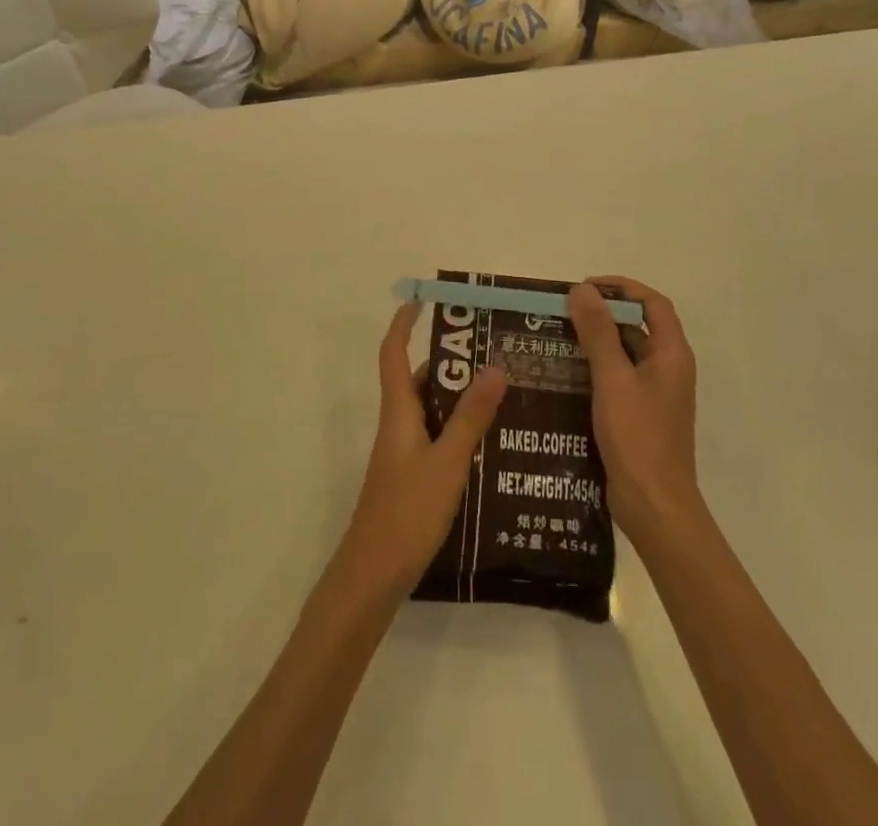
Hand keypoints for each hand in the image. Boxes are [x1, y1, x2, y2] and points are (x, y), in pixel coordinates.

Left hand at [331, 303, 506, 605]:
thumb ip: (471, 417)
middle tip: (493, 354)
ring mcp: (404, 453)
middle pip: (420, 381)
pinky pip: (437, 438)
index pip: (394, 354)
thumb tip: (494, 367)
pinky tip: (492, 444)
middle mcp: (399, 425)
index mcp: (399, 412)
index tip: (422, 301)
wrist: (373, 575)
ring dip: (460, 400)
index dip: (403, 324)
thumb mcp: (447, 462)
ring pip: (432, 412)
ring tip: (504, 395)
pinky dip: (459, 431)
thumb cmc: (407, 511)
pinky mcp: (412, 477)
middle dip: (451, 363)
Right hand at [569, 278, 701, 553]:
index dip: (622, 287)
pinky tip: (565, 374)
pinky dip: (595, 369)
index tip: (586, 287)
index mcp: (672, 354)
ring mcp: (655, 394)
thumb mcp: (613, 379)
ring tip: (557, 338)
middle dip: (603, 313)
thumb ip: (598, 332)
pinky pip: (618, 379)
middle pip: (638, 326)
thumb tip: (582, 289)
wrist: (655, 508)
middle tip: (563, 311)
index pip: (652, 303)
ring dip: (596, 341)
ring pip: (625, 353)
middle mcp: (668, 369)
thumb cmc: (638, 438)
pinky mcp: (640, 415)